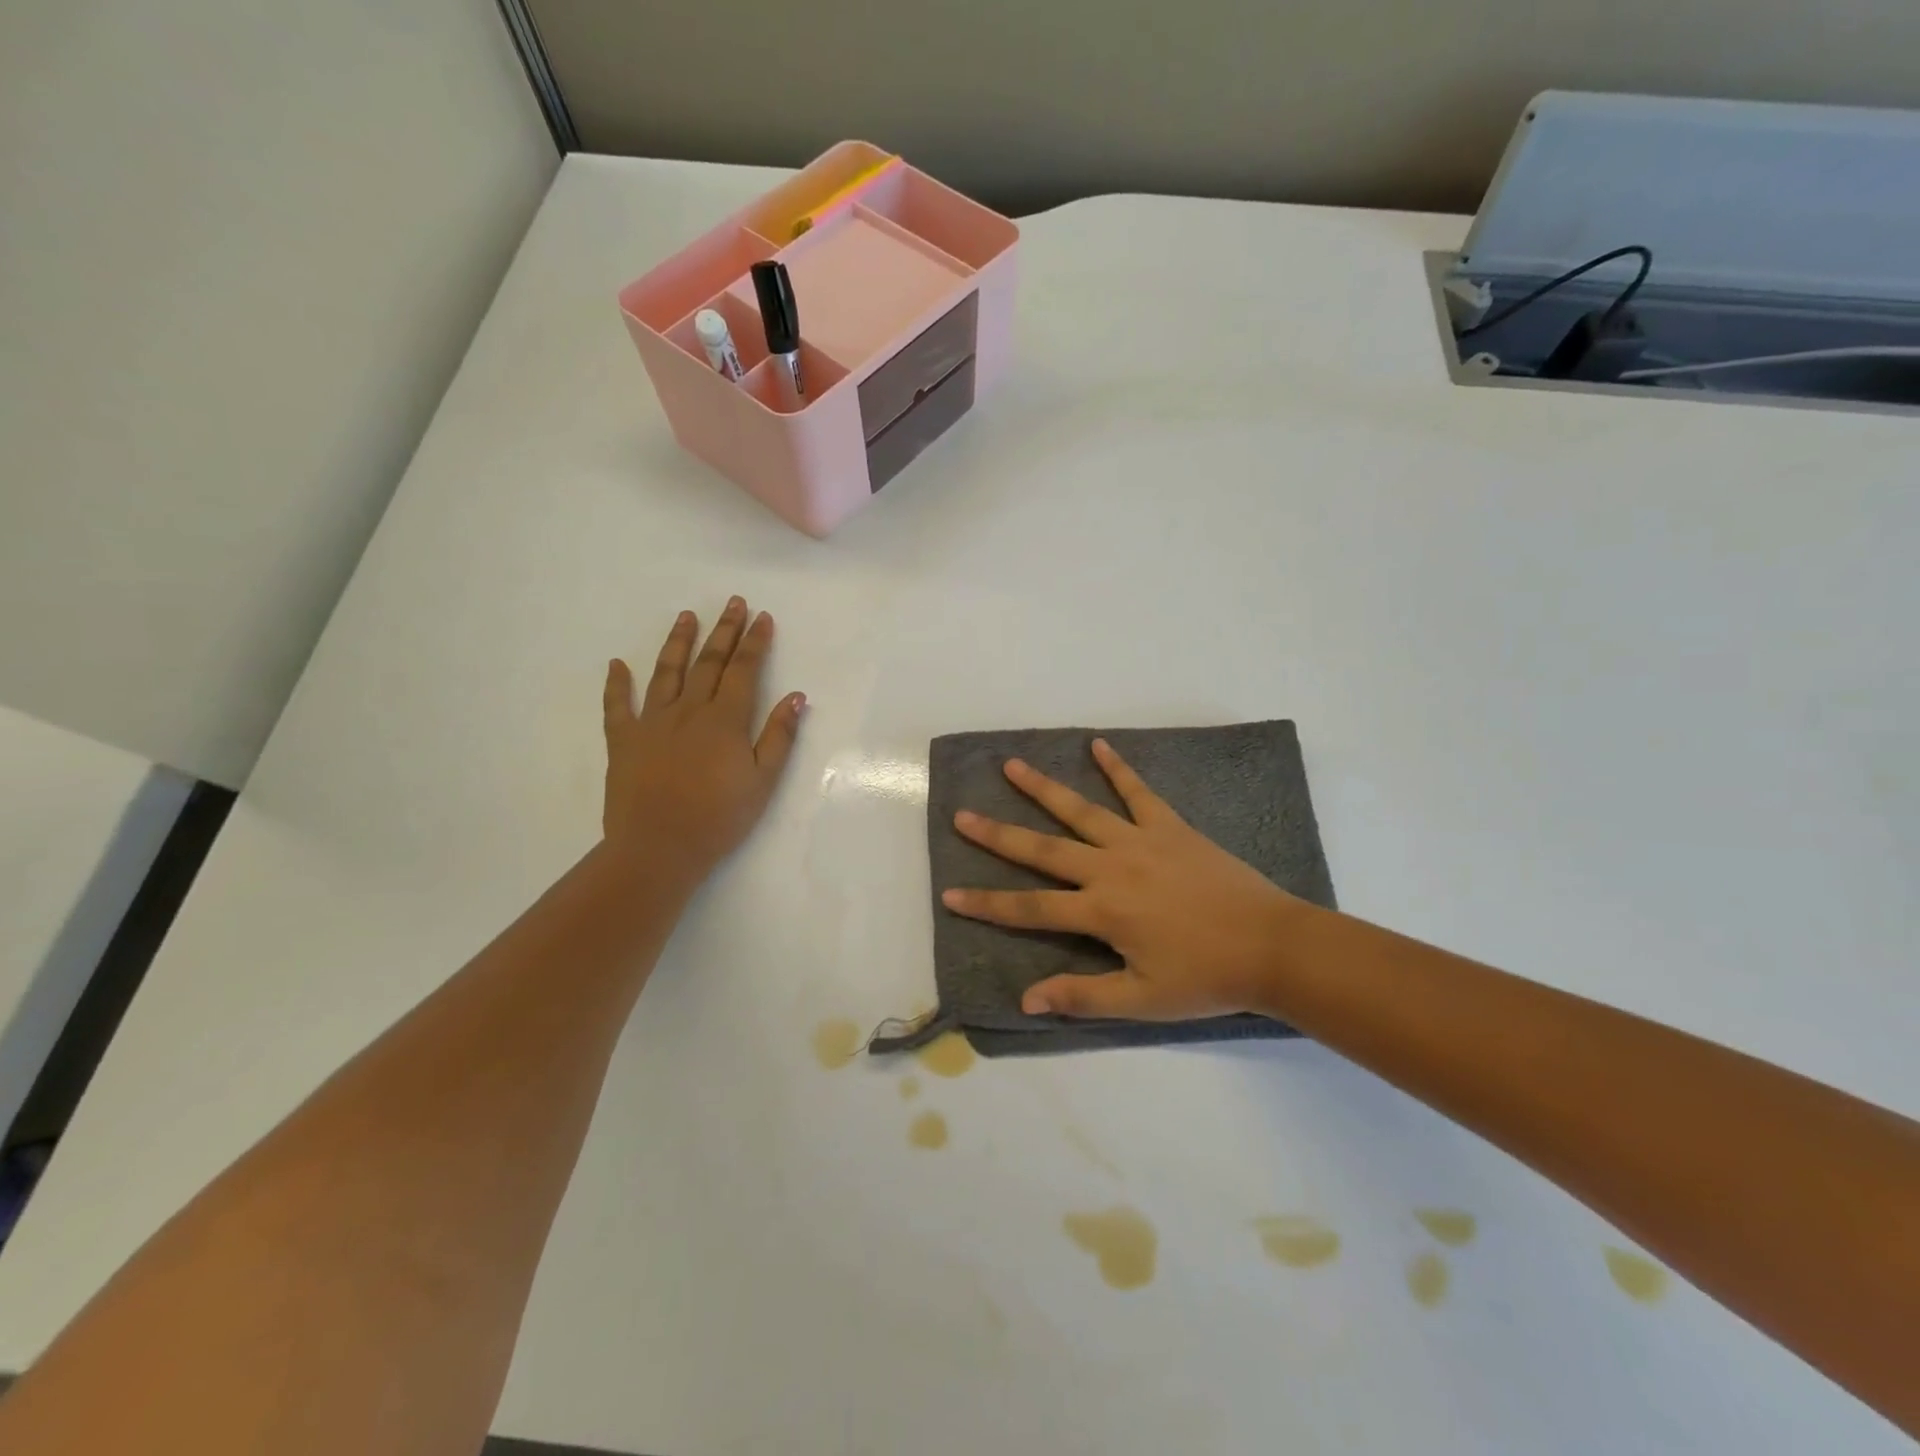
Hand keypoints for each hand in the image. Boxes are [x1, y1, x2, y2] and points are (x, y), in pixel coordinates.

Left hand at [601, 597, 804, 880]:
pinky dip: (616, 684)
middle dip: (724, 631)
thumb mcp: (763, 781)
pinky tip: (617, 664)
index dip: (755, 642)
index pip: (744, 670)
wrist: (658, 847)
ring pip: (666, 672)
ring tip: (687, 616)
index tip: (762, 617)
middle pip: (709, 662)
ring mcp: (652, 722)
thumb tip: (797, 697)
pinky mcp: (623, 741)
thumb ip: (779, 736)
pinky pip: (616, 706)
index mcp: (725, 720)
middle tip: (733, 602)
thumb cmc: (719, 818)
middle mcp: (688, 710)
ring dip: (678, 642)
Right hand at [942, 740, 1300, 1020]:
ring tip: (1011, 766)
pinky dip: (1118, 767)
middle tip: (962, 815)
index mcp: (1101, 911)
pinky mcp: (1170, 826)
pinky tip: (1098, 744)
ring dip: (1043, 788)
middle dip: (998, 835)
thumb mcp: (1142, 1000)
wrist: (1273, 946)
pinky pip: (1139, 791)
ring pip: (1081, 810)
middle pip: (1043, 849)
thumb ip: (1082, 996)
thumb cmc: (1207, 978)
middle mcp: (1111, 868)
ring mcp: (1140, 841)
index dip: (987, 904)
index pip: (1030, 909)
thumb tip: (1026, 998)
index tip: (949, 894)